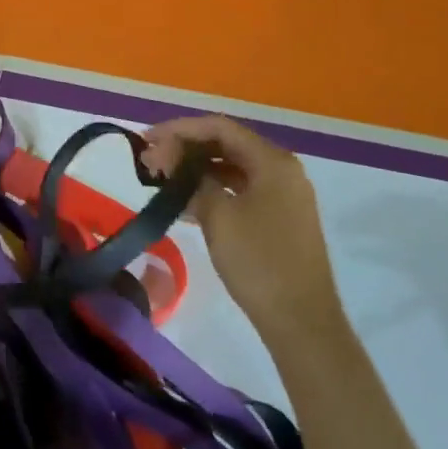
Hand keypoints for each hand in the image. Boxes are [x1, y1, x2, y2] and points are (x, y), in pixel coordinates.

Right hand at [141, 116, 342, 341]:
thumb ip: (192, 179)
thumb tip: (168, 157)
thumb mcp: (218, 216)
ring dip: (196, 169)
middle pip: (226, 144)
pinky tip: (183, 202)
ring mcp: (282, 195)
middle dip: (185, 148)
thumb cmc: (259, 262)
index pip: (220, 128)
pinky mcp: (277, 217)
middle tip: (150, 160)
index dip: (180, 129)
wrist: (300, 321)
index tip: (146, 139)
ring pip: (231, 168)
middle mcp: (281, 170)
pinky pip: (239, 190)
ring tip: (160, 179)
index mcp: (273, 162)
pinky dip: (211, 189)